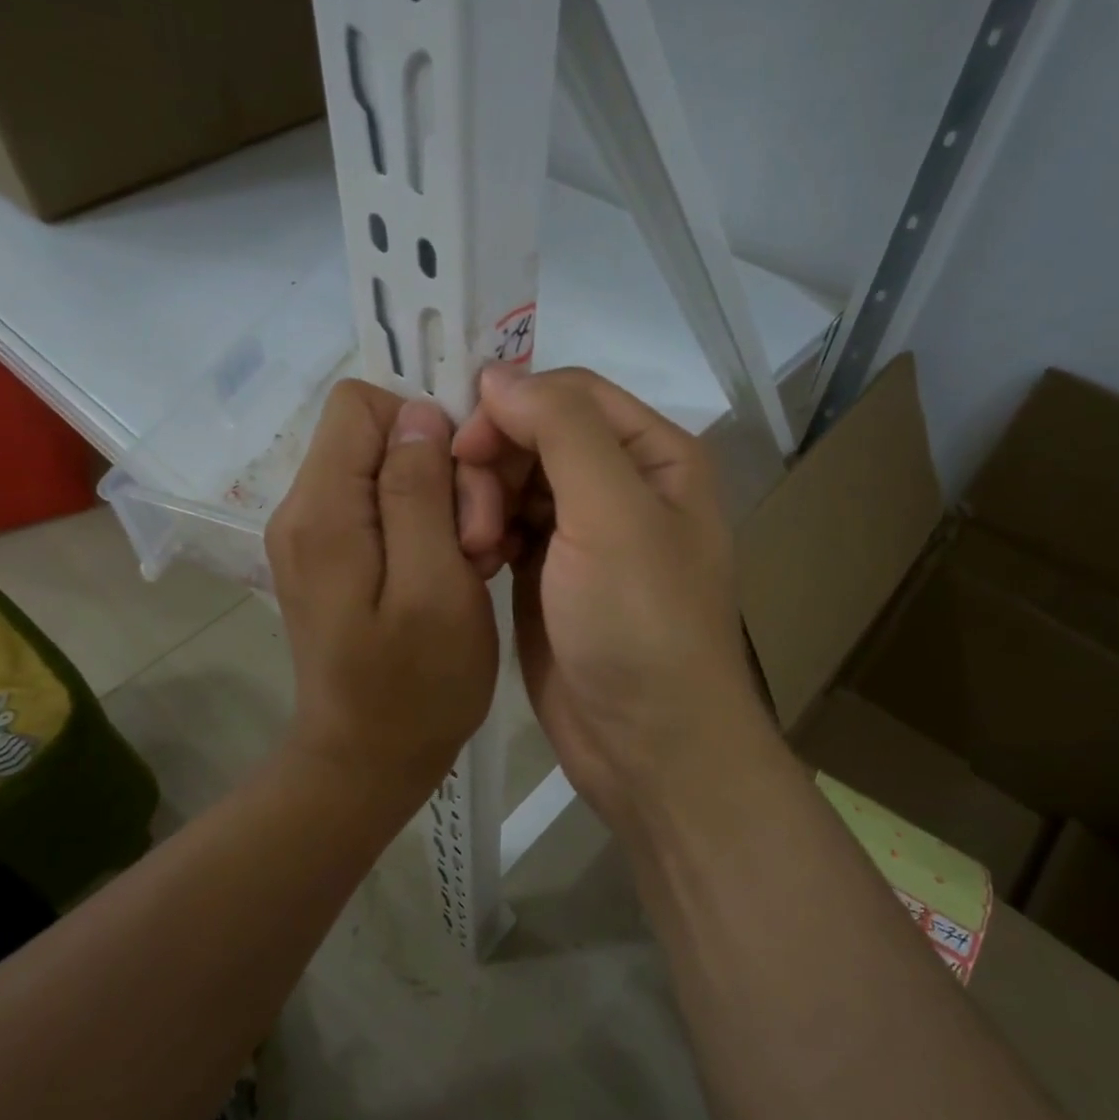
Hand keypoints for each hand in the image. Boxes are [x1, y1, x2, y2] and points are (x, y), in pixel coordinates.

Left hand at [266, 381, 498, 800]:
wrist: (367, 761)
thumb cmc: (415, 686)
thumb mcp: (436, 587)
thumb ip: (420, 493)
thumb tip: (419, 414)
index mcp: (323, 510)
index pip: (362, 402)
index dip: (424, 425)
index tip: (464, 484)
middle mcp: (304, 509)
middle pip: (378, 436)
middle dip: (440, 473)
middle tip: (474, 542)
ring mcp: (315, 536)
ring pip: (388, 472)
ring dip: (442, 506)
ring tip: (468, 563)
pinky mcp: (333, 558)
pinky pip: (385, 509)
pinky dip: (427, 529)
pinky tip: (452, 573)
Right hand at [452, 366, 777, 830]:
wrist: (645, 744)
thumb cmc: (640, 624)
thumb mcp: (612, 513)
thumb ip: (560, 429)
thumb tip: (500, 375)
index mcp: (654, 455)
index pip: (568, 394)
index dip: (512, 408)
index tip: (464, 449)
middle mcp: (620, 484)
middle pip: (534, 435)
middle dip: (493, 464)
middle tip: (473, 521)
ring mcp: (582, 532)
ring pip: (512, 480)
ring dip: (482, 503)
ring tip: (475, 550)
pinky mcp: (548, 573)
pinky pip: (505, 527)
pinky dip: (483, 535)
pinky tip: (476, 564)